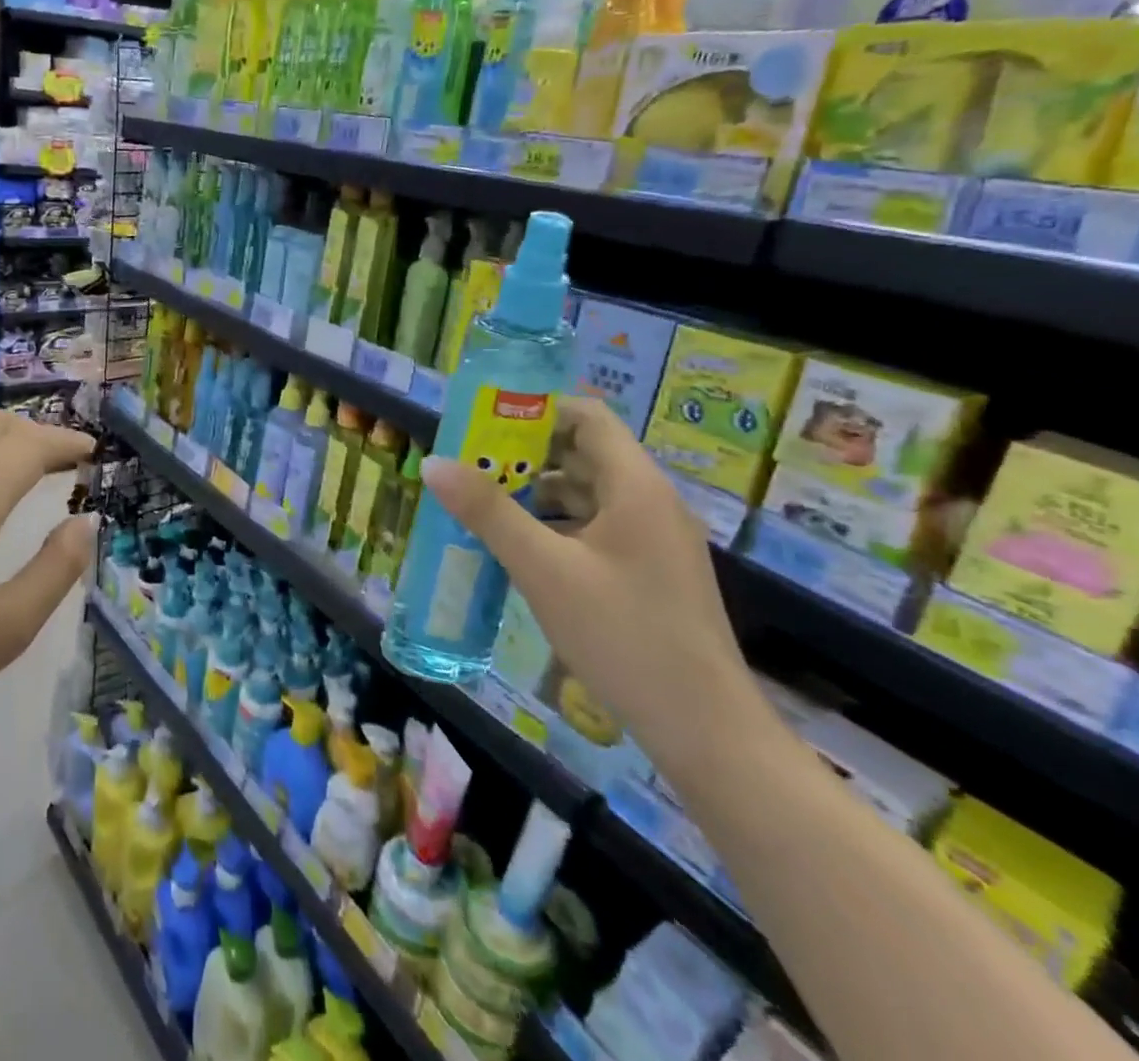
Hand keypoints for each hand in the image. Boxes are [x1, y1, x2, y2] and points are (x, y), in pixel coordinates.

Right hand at [423, 397, 770, 785]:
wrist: (705, 730)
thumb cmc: (623, 636)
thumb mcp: (544, 570)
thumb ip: (488, 513)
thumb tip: (433, 462)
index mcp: (636, 486)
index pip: (587, 416)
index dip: (535, 409)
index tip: (483, 422)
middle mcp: (650, 502)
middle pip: (583, 453)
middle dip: (525, 453)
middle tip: (468, 462)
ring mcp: (653, 541)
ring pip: (587, 494)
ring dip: (536, 492)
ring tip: (481, 502)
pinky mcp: (648, 573)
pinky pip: (595, 528)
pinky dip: (555, 525)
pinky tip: (518, 547)